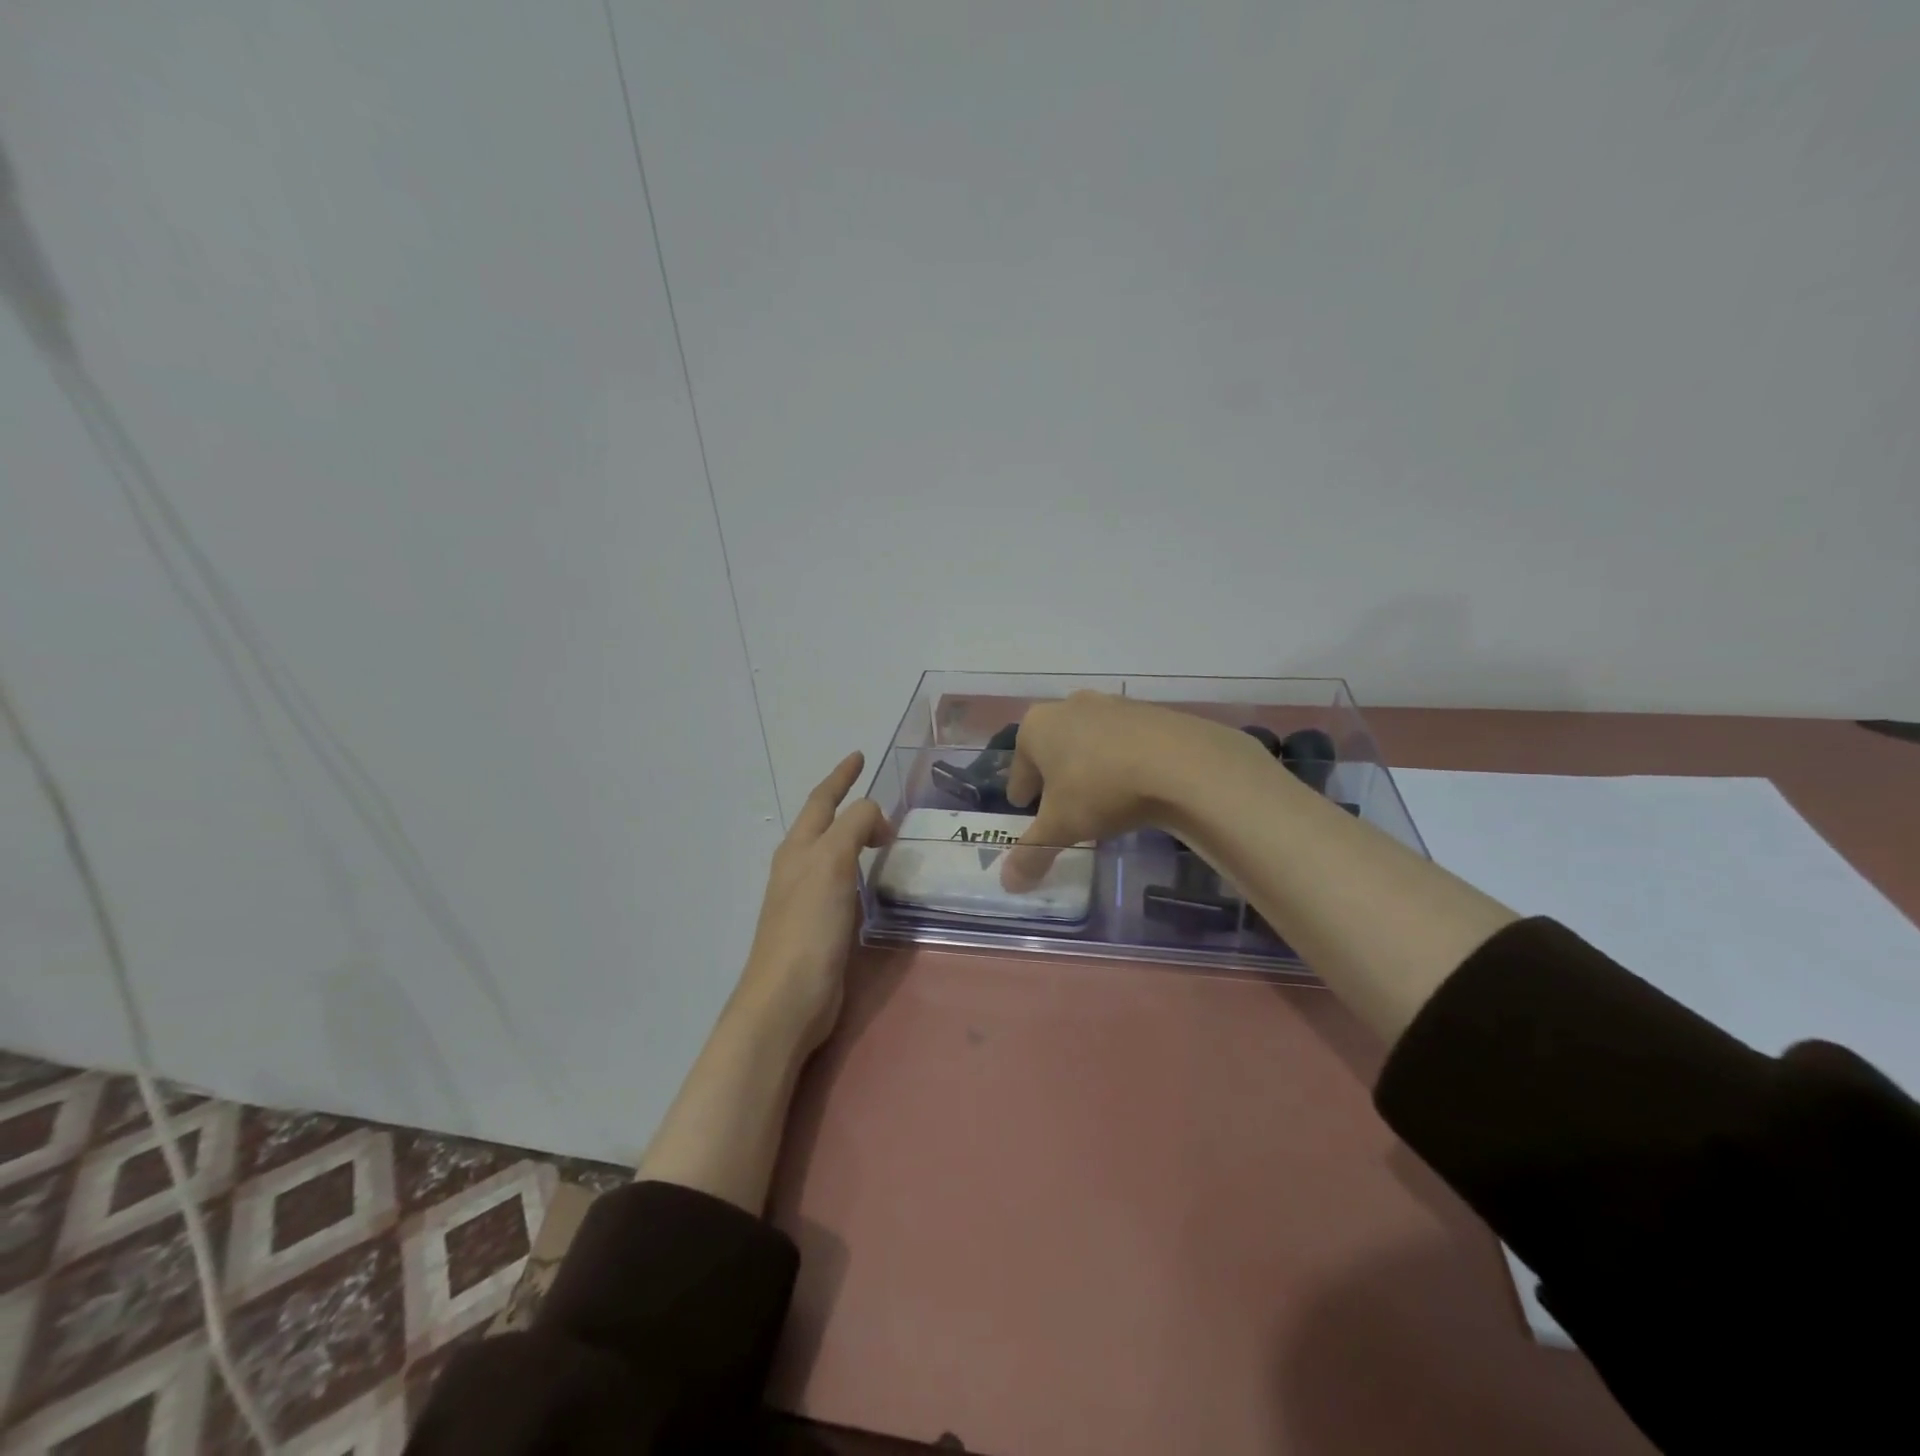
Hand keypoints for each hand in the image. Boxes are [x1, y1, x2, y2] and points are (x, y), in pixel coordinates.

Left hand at [734, 751, 891, 1054]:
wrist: (787, 998)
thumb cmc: (809, 926)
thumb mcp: (832, 863)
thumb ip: (854, 827)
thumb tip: (875, 817)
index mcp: (799, 849)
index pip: (822, 801)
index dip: (840, 777)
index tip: (858, 756)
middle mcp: (798, 868)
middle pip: (823, 824)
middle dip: (844, 804)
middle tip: (874, 794)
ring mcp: (806, 898)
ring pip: (831, 853)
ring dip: (852, 836)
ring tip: (878, 831)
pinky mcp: (819, 926)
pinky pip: (841, 882)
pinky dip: (857, 869)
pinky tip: (869, 880)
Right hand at [1000, 692, 1260, 889]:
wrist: (1180, 762)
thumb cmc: (1101, 789)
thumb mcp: (1061, 828)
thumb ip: (1032, 854)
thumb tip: (1008, 884)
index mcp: (1036, 726)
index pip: (1019, 765)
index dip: (1021, 790)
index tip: (1023, 805)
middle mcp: (1069, 706)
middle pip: (1053, 748)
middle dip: (1053, 774)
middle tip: (1059, 804)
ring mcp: (1112, 704)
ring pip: (1089, 741)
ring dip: (1088, 764)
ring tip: (1098, 797)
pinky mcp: (1149, 712)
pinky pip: (1124, 742)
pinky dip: (1121, 760)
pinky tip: (1134, 785)